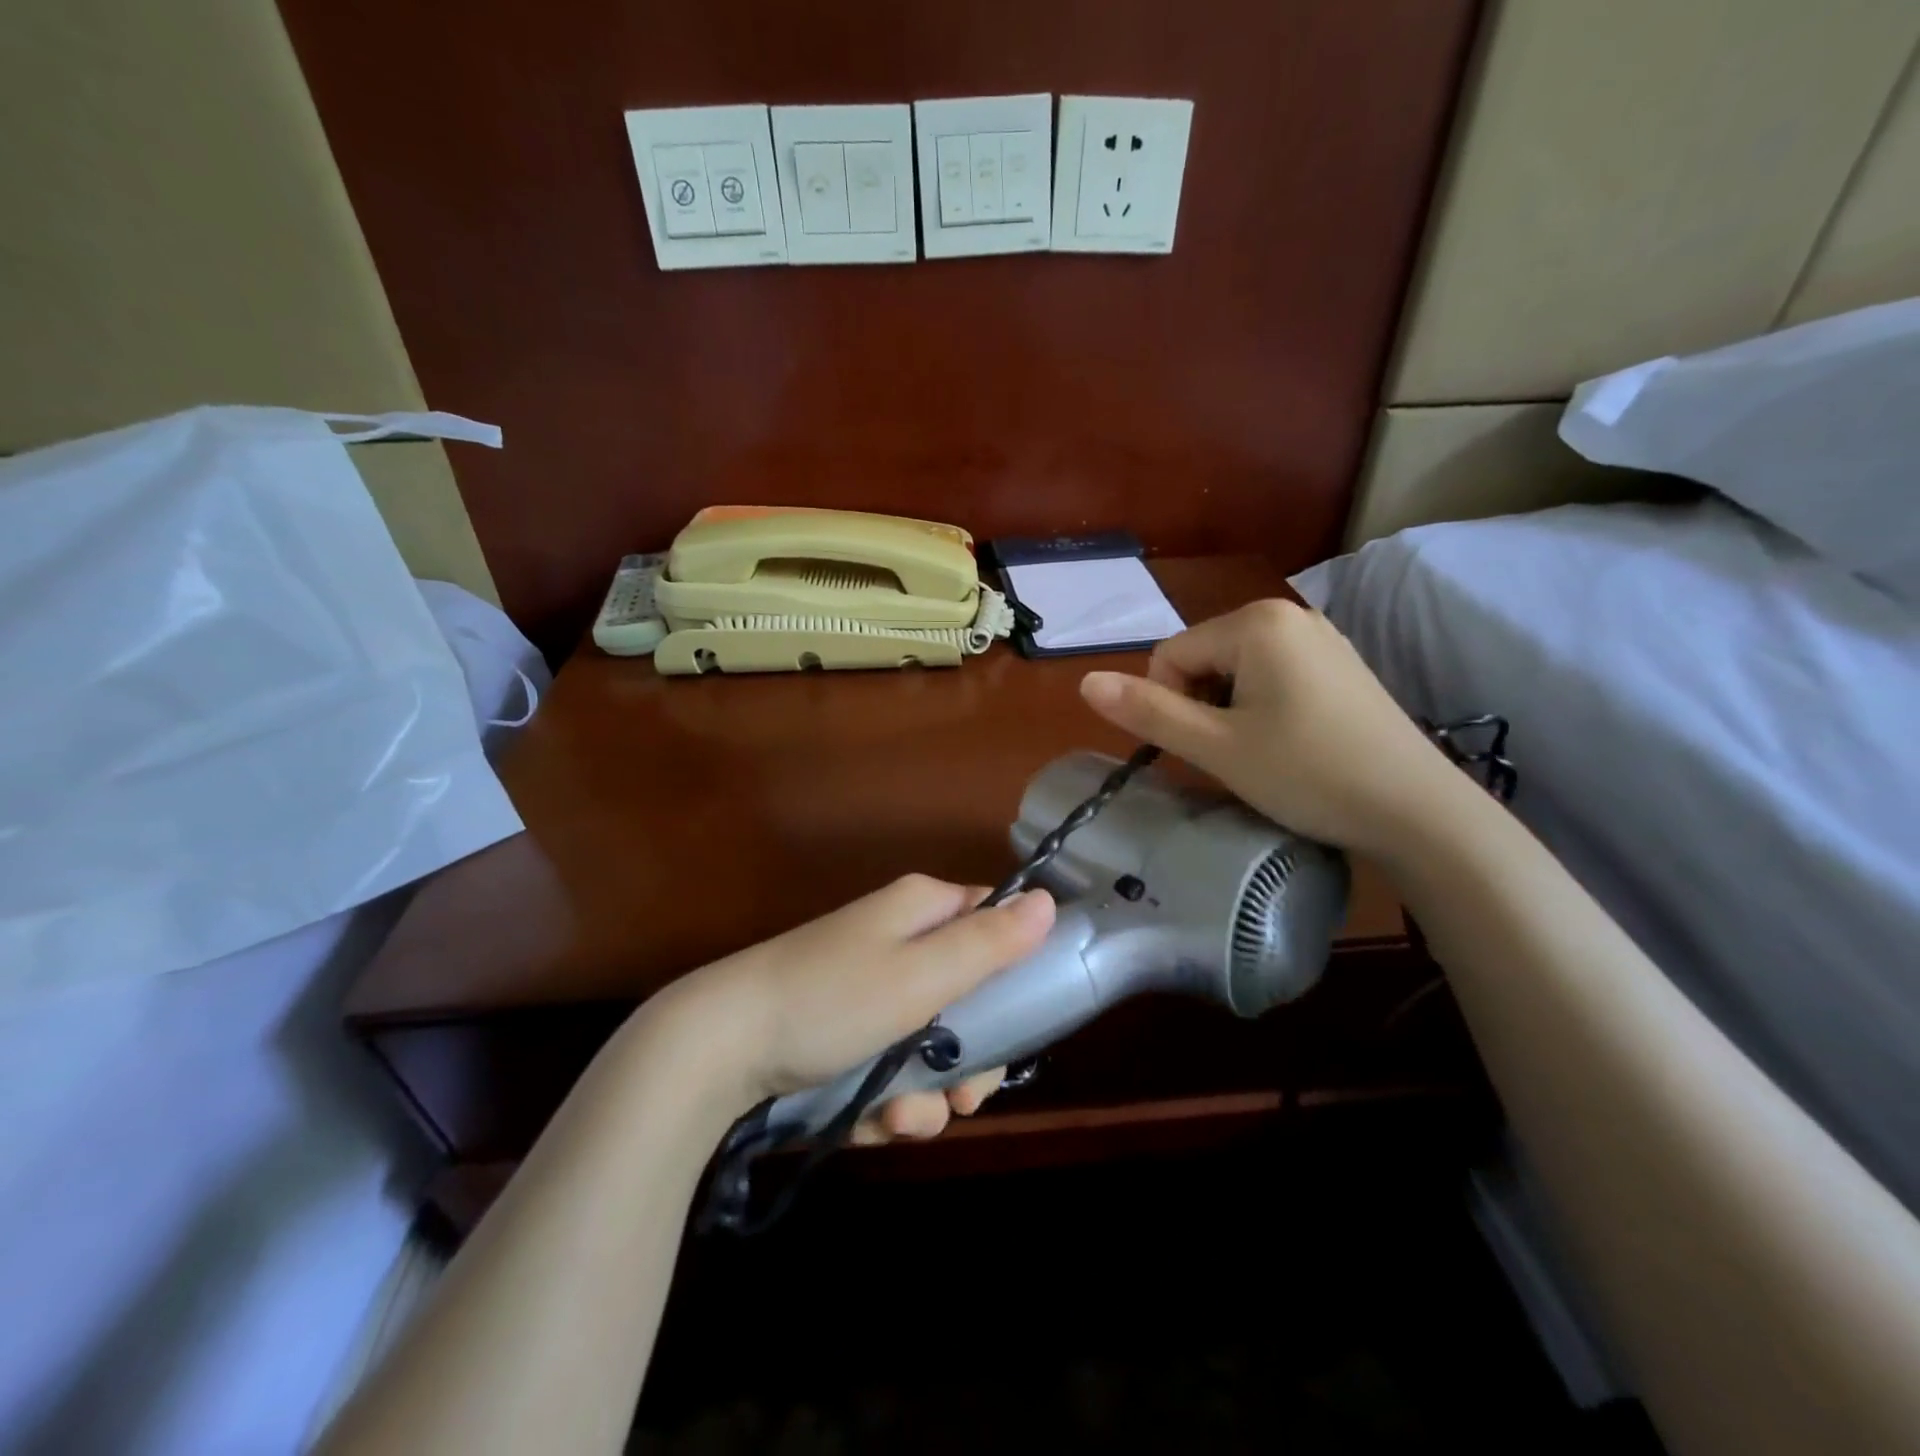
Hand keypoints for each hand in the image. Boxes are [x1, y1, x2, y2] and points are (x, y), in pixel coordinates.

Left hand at [671, 876, 1055, 1140]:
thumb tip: (1049, 901)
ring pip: (930, 1044)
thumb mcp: (921, 975)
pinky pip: (887, 1067)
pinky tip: (869, 1123)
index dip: (1015, 972)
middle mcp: (898, 943)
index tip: (1021, 1026)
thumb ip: (989, 943)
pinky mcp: (842, 1035)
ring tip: (900, 1118)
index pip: (993, 923)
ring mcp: (867, 991)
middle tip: (964, 1098)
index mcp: (920, 910)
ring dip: (925, 1092)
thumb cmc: (830, 1001)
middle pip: (968, 997)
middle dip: (969, 1058)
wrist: (716, 1050)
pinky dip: (884, 1100)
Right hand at [1079, 600, 1455, 857]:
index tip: (1203, 748)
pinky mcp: (1342, 665)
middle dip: (1201, 706)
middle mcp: (1289, 614)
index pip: (1169, 654)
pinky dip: (1263, 708)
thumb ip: (1147, 711)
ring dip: (1230, 711)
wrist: (1417, 811)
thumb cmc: (1308, 774)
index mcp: (1255, 622)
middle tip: (1233, 755)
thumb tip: (1085, 683)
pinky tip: (1292, 744)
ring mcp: (1322, 638)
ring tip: (1263, 753)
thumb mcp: (1216, 747)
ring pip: (1236, 671)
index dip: (1169, 705)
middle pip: (1203, 658)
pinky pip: (1274, 676)